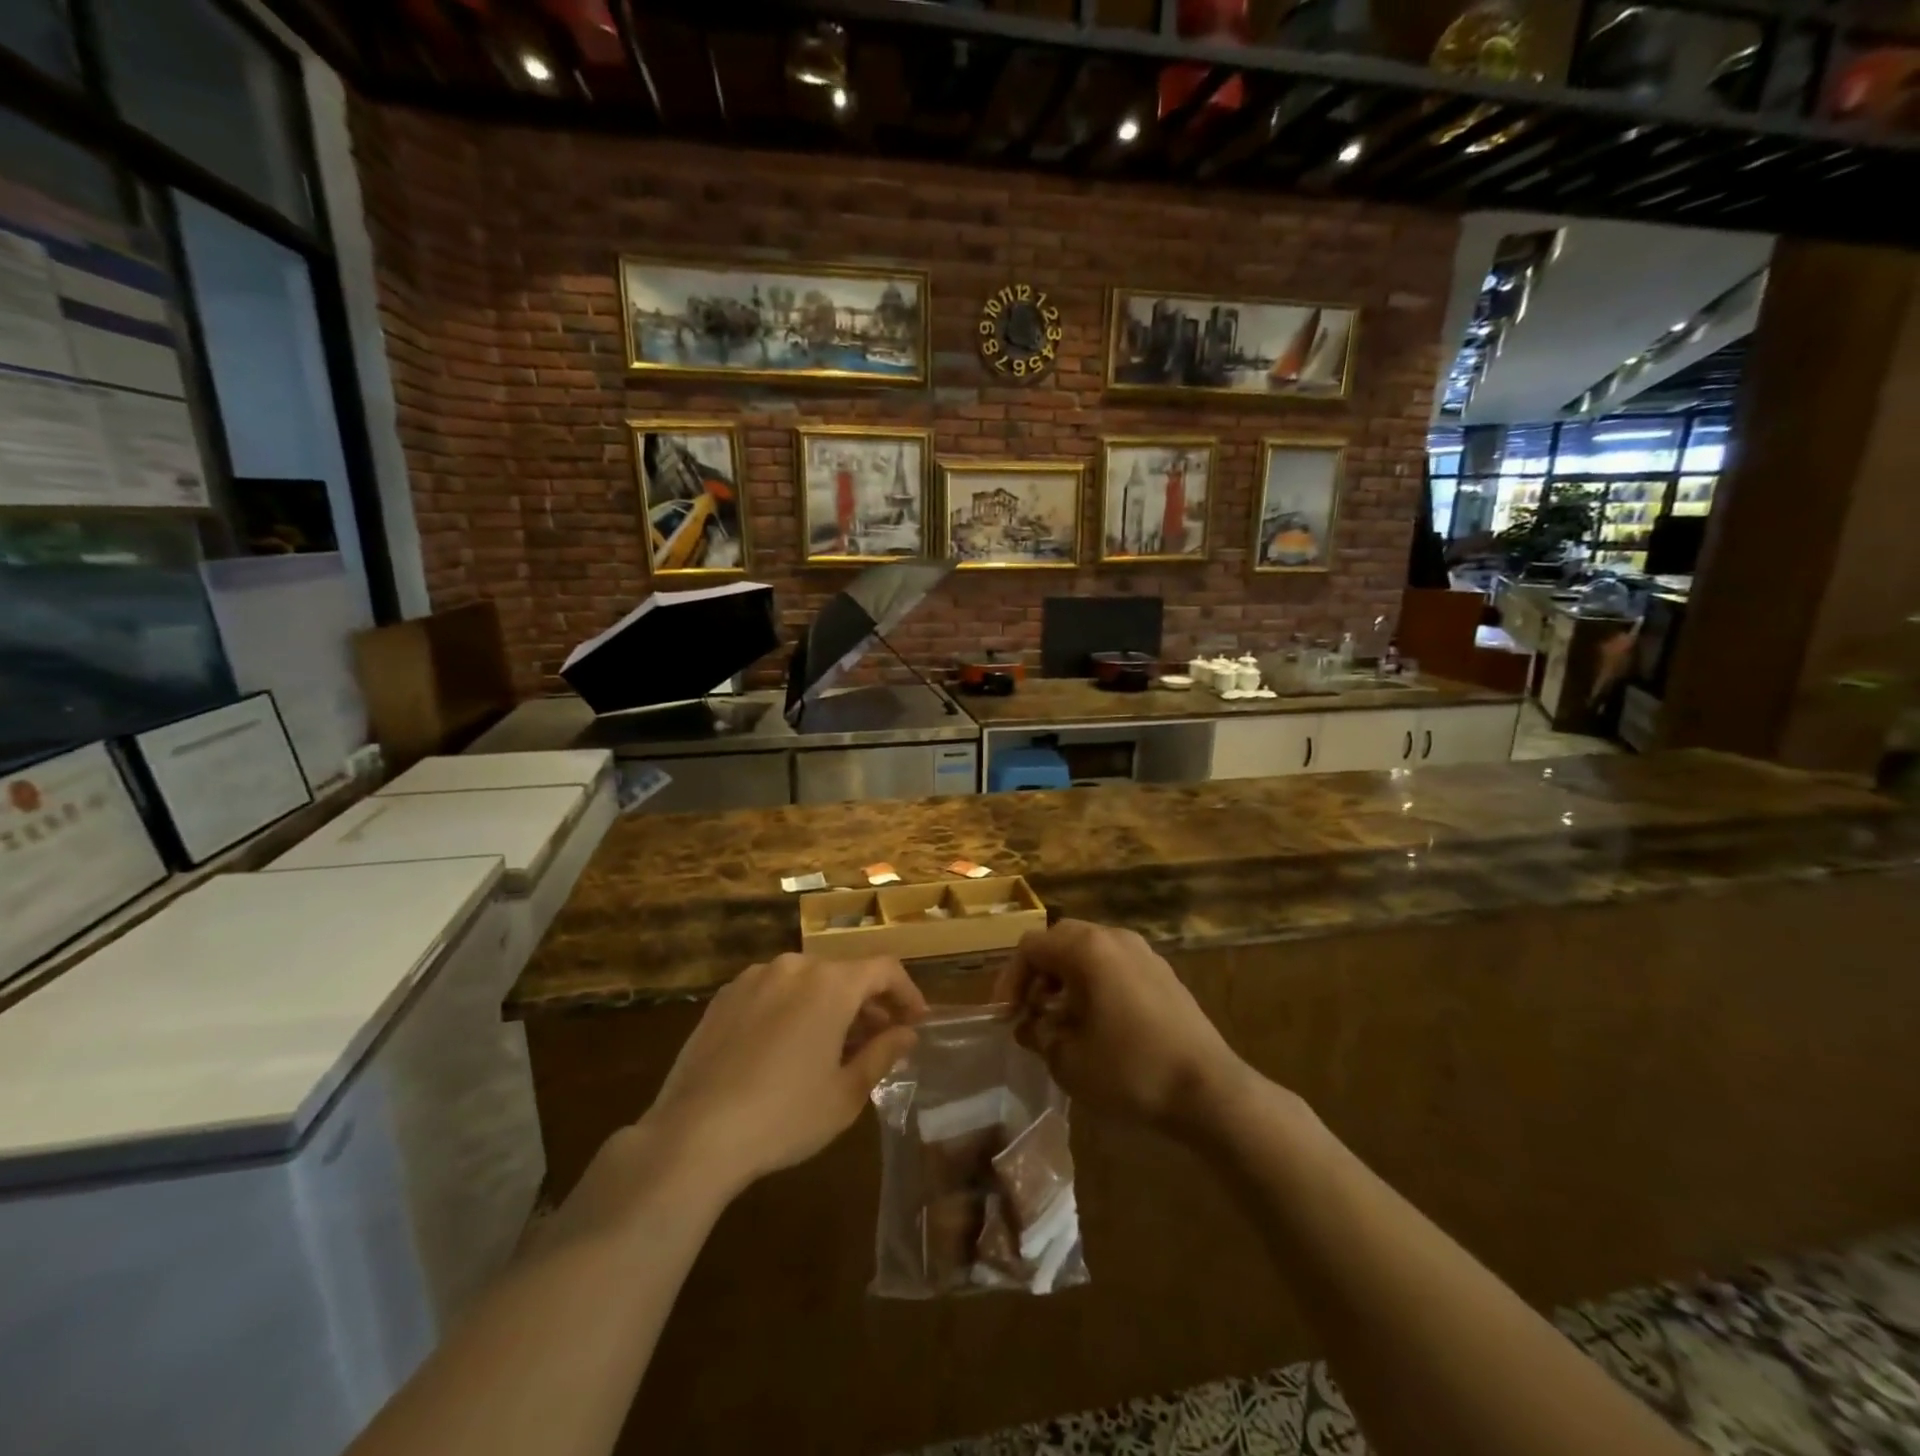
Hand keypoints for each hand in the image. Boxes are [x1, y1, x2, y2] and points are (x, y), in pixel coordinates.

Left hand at [644, 953, 927, 1196]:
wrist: (693, 1135)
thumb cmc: (784, 1116)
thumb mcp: (845, 1094)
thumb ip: (882, 1053)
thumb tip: (906, 1033)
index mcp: (831, 983)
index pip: (884, 970)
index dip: (907, 992)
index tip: (916, 1022)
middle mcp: (794, 966)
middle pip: (845, 973)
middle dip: (869, 1003)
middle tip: (880, 1039)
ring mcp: (754, 978)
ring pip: (807, 981)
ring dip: (830, 1004)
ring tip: (834, 1045)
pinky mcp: (724, 997)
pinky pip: (773, 991)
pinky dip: (793, 1008)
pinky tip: (788, 1047)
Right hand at [993, 920, 1253, 1136]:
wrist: (1209, 1090)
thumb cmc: (1130, 1071)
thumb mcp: (1068, 1060)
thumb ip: (1038, 1035)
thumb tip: (1029, 1025)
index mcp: (1088, 949)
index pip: (1031, 947)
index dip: (1010, 980)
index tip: (1006, 1017)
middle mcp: (1115, 938)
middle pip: (1060, 940)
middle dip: (1038, 975)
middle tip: (1030, 1013)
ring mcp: (1143, 953)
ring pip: (1089, 951)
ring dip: (1066, 978)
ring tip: (1061, 1020)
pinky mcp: (1162, 973)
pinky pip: (1115, 964)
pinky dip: (1094, 983)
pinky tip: (1097, 1023)